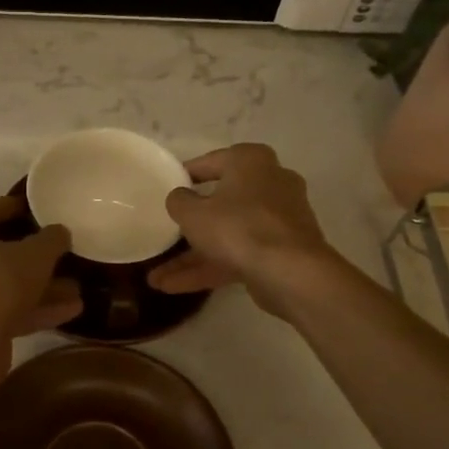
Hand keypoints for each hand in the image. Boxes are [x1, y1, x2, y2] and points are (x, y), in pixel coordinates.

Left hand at [0, 197, 81, 337]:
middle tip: (60, 253)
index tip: (33, 207)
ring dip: (41, 287)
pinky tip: (70, 311)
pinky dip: (37, 310)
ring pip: (7, 286)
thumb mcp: (35, 254)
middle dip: (33, 256)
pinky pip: (9, 312)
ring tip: (76, 288)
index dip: (10, 206)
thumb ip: (51, 239)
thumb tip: (60, 232)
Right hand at [148, 144, 333, 314]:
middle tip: (165, 233)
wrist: (290, 272)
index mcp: (250, 161)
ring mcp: (278, 220)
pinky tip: (174, 287)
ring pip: (227, 234)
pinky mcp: (280, 250)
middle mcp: (269, 183)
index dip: (184, 176)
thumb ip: (179, 201)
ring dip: (193, 257)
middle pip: (220, 202)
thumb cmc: (238, 227)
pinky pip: (239, 254)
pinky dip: (210, 268)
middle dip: (189, 226)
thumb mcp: (193, 213)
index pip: (210, 162)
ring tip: (157, 278)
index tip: (165, 188)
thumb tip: (180, 197)